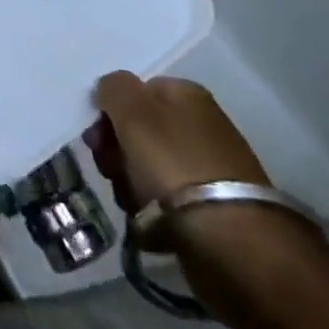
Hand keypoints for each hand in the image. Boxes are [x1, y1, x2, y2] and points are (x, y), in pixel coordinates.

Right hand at [87, 71, 328, 328]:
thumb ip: (113, 88)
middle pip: (138, 130)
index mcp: (186, 95)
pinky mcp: (212, 209)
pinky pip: (166, 201)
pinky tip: (148, 224)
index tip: (97, 139)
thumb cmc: (174, 164)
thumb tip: (110, 90)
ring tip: (131, 203)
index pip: (135, 91)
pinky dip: (151, 212)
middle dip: (116, 151)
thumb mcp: (132, 111)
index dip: (110, 112)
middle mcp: (201, 125)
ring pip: (147, 167)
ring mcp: (209, 168)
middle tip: (111, 171)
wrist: (231, 241)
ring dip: (129, 183)